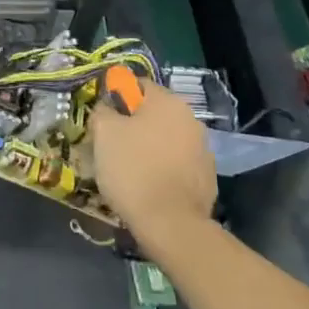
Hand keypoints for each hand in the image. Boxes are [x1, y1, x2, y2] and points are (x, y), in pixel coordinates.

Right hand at [90, 78, 217, 250]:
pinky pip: (176, 163)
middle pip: (153, 113)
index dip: (116, 98)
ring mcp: (203, 148)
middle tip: (110, 145)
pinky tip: (148, 185)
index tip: (101, 119)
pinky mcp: (206, 176)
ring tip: (128, 169)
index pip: (137, 85)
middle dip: (132, 124)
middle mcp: (191, 118)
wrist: (170, 223)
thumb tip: (107, 105)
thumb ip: (103, 109)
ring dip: (148, 146)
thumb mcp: (103, 132)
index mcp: (168, 102)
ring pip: (165, 138)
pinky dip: (162, 167)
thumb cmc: (132, 169)